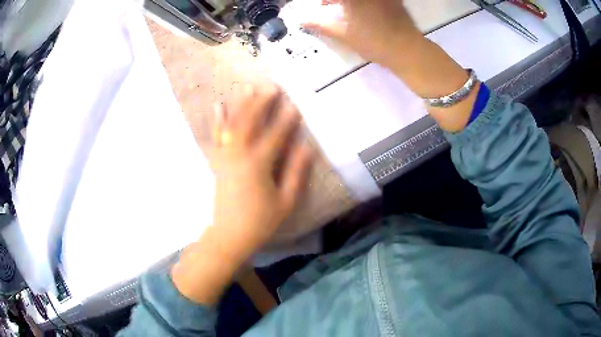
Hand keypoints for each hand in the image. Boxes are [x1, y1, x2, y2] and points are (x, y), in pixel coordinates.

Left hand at [207, 83, 313, 260]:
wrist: (230, 234)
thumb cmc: (261, 221)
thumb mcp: (285, 201)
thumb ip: (296, 173)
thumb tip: (308, 148)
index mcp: (258, 166)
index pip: (275, 136)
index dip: (286, 119)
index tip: (295, 103)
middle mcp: (239, 155)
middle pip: (250, 123)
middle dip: (261, 103)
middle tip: (271, 86)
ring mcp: (225, 157)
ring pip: (233, 124)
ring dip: (242, 104)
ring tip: (249, 87)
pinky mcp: (217, 161)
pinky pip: (216, 136)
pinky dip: (218, 119)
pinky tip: (219, 105)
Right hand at [303, 0, 422, 68]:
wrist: (407, 50)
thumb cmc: (372, 41)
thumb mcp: (342, 34)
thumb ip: (320, 24)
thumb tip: (302, 20)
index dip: (326, 2)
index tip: (324, 7)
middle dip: (336, 2)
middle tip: (333, 7)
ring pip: (361, 0)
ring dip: (351, 4)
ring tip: (350, 10)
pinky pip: (377, 1)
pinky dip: (368, 5)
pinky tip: (369, 12)